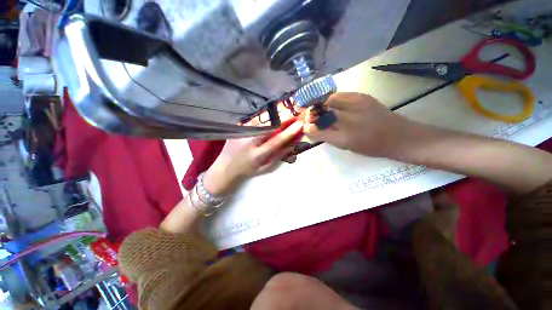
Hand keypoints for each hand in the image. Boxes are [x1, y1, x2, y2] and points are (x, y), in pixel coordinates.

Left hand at [203, 120, 303, 195]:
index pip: (276, 141)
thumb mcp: (264, 168)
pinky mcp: (236, 129)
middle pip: (269, 127)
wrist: (224, 168)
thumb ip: (278, 157)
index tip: (299, 124)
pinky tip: (267, 122)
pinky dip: (262, 122)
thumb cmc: (247, 171)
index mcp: (257, 154)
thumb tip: (291, 145)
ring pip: (261, 122)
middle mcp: (249, 141)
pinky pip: (253, 123)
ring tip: (282, 118)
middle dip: (283, 120)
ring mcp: (241, 133)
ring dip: (273, 120)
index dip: (289, 132)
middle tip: (293, 116)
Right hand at [303, 92, 412, 158]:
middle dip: (311, 112)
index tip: (305, 125)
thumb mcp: (346, 146)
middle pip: (321, 111)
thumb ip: (327, 136)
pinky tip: (333, 105)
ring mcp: (355, 105)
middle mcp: (347, 120)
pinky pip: (340, 95)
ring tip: (321, 109)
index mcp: (343, 138)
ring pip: (328, 100)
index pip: (317, 129)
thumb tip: (312, 128)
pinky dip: (332, 100)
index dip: (308, 126)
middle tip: (309, 116)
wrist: (399, 136)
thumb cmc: (371, 147)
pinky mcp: (362, 96)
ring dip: (321, 105)